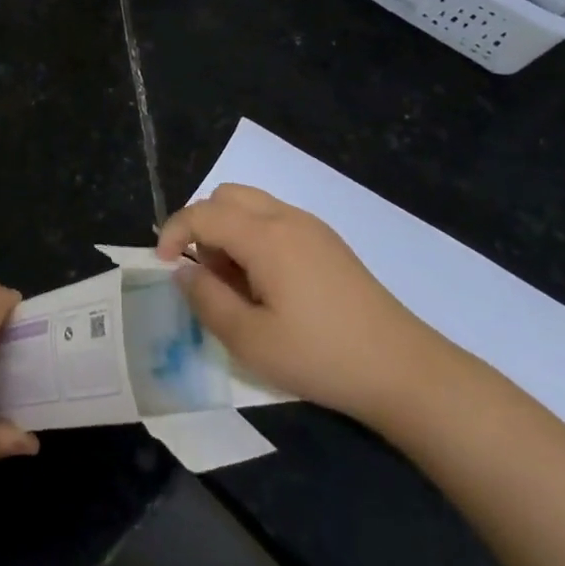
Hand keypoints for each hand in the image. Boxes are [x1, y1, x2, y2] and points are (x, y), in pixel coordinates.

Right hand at [157, 184, 450, 426]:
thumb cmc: (320, 356)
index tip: (161, 265)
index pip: (202, 213)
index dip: (172, 232)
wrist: (403, 369)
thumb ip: (206, 299)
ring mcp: (312, 227)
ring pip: (252, 205)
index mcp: (265, 236)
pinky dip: (254, 237)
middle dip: (202, 226)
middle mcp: (287, 218)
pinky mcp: (328, 243)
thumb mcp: (250, 340)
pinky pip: (276, 220)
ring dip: (228, 231)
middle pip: (226, 196)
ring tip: (236, 284)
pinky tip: (268, 285)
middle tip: (205, 273)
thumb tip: (183, 270)